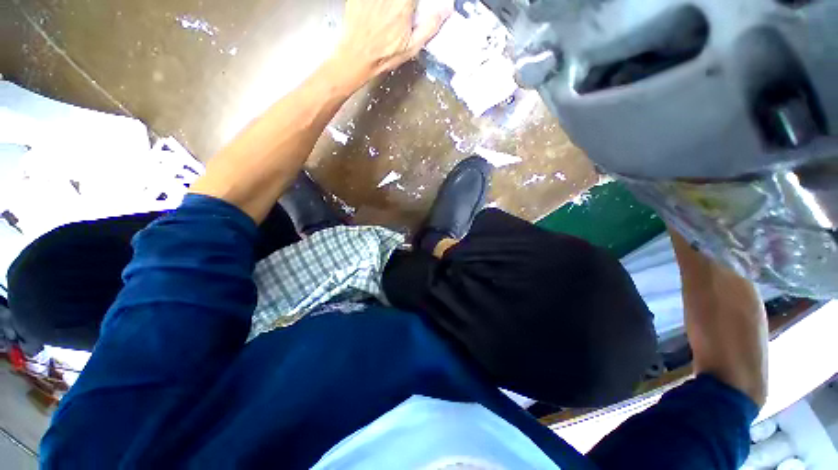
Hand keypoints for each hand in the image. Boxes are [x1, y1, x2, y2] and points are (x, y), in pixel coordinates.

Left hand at [334, 0, 452, 81]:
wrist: (357, 56)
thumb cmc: (384, 55)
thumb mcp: (411, 48)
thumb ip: (429, 27)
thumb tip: (446, 11)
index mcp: (404, 4)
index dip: (418, 2)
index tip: (418, 6)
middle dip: (407, 4)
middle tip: (407, 11)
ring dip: (393, 5)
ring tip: (391, 14)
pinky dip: (379, 4)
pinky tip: (380, 10)